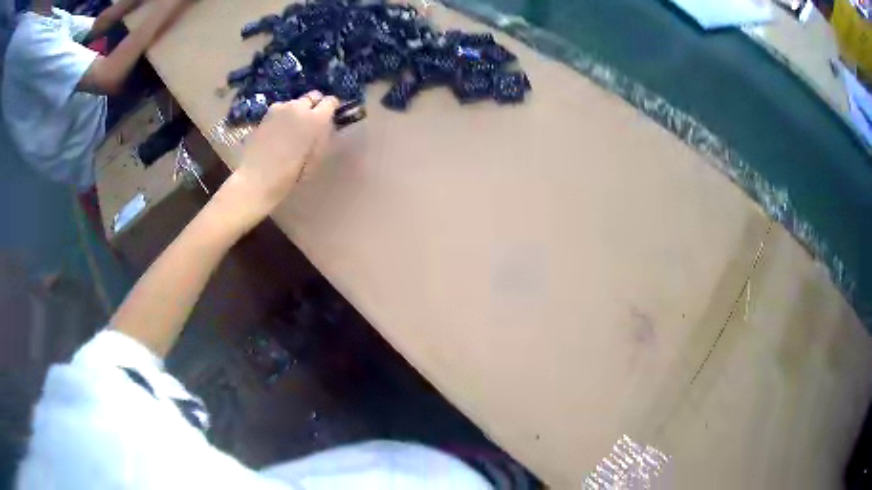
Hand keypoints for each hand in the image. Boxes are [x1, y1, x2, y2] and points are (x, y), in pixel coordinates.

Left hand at [216, 91, 339, 231]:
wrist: (256, 179)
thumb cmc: (289, 175)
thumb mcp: (315, 159)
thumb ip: (322, 137)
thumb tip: (325, 127)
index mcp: (315, 119)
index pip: (330, 101)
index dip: (332, 108)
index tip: (331, 117)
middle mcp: (298, 107)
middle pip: (312, 96)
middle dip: (315, 105)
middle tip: (313, 122)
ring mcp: (279, 109)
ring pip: (295, 102)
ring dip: (298, 110)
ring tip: (294, 128)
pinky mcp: (265, 115)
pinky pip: (281, 109)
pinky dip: (284, 115)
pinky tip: (279, 131)